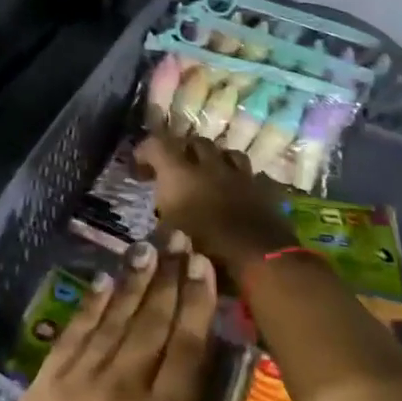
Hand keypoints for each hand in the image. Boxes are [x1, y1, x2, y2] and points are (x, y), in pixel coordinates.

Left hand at [0, 236, 300, 400]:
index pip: (188, 348)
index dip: (198, 301)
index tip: (205, 262)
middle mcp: (125, 387)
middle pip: (153, 321)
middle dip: (170, 276)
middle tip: (180, 235)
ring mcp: (81, 381)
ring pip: (116, 319)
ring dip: (134, 280)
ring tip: (148, 246)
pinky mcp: (45, 385)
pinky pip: (75, 333)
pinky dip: (92, 305)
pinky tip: (103, 282)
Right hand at [136, 134, 297, 279]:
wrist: (259, 258)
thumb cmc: (207, 251)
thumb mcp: (170, 241)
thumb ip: (161, 225)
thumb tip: (158, 224)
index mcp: (180, 174)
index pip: (156, 144)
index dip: (145, 151)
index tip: (138, 167)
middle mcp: (209, 165)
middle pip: (194, 142)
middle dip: (182, 151)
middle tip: (174, 169)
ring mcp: (240, 174)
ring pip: (225, 152)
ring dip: (214, 159)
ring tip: (209, 173)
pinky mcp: (263, 188)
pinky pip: (250, 174)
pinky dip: (240, 178)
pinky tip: (237, 189)